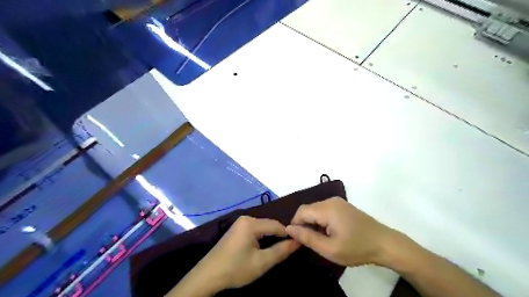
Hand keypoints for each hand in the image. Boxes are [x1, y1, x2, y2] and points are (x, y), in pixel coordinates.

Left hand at [191, 214, 299, 293]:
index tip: (297, 245)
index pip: (277, 225)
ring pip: (262, 227)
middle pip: (269, 225)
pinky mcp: (237, 229)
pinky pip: (255, 230)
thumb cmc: (236, 269)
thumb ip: (281, 251)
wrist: (208, 276)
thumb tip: (298, 241)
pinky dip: (262, 237)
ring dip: (270, 237)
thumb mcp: (262, 262)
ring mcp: (240, 223)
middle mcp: (246, 218)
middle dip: (279, 236)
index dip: (288, 234)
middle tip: (287, 250)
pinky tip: (263, 247)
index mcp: (251, 223)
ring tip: (277, 250)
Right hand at [285, 197, 396, 266]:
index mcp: (327, 208)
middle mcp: (330, 200)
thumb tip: (289, 229)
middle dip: (304, 224)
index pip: (301, 212)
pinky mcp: (342, 205)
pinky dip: (321, 221)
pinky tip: (328, 233)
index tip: (298, 241)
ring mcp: (337, 202)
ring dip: (312, 223)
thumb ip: (307, 237)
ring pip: (315, 210)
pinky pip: (324, 210)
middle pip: (308, 209)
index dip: (295, 225)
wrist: (385, 243)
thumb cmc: (357, 248)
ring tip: (320, 239)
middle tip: (309, 242)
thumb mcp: (330, 248)